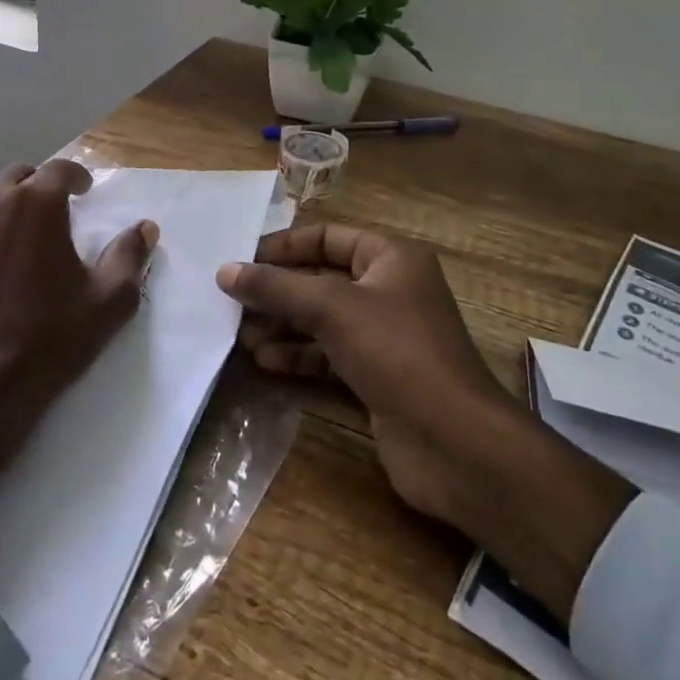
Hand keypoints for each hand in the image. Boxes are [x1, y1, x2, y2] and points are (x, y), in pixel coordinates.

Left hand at [0, 160, 158, 517]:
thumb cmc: (49, 341)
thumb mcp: (108, 302)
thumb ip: (130, 256)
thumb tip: (145, 227)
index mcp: (35, 205)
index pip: (59, 168)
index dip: (76, 176)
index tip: (85, 191)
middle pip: (17, 176)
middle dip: (38, 186)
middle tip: (53, 211)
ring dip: (2, 203)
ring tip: (15, 231)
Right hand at [219, 225, 634, 623]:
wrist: (454, 442)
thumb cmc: (396, 352)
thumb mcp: (331, 308)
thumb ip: (276, 287)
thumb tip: (226, 271)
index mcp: (391, 258)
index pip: (327, 237)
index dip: (284, 246)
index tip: (241, 260)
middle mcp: (389, 290)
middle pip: (321, 280)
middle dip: (278, 292)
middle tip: (232, 302)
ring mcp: (385, 337)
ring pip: (322, 321)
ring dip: (283, 326)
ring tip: (240, 336)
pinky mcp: (378, 377)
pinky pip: (330, 356)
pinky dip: (299, 356)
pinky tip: (265, 362)